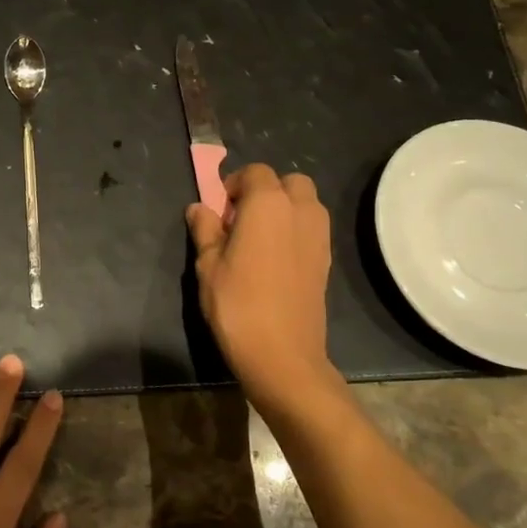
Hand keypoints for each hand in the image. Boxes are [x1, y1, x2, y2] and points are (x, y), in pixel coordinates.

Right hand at [187, 164, 340, 411]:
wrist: (282, 355)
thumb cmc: (237, 304)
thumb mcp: (207, 265)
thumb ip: (205, 230)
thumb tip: (199, 208)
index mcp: (268, 204)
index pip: (255, 172)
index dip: (233, 184)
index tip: (218, 210)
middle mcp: (300, 211)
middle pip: (288, 182)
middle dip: (265, 191)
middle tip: (240, 219)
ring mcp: (319, 236)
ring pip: (305, 204)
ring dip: (283, 209)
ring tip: (258, 239)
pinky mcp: (326, 260)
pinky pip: (311, 229)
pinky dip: (295, 231)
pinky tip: (274, 260)